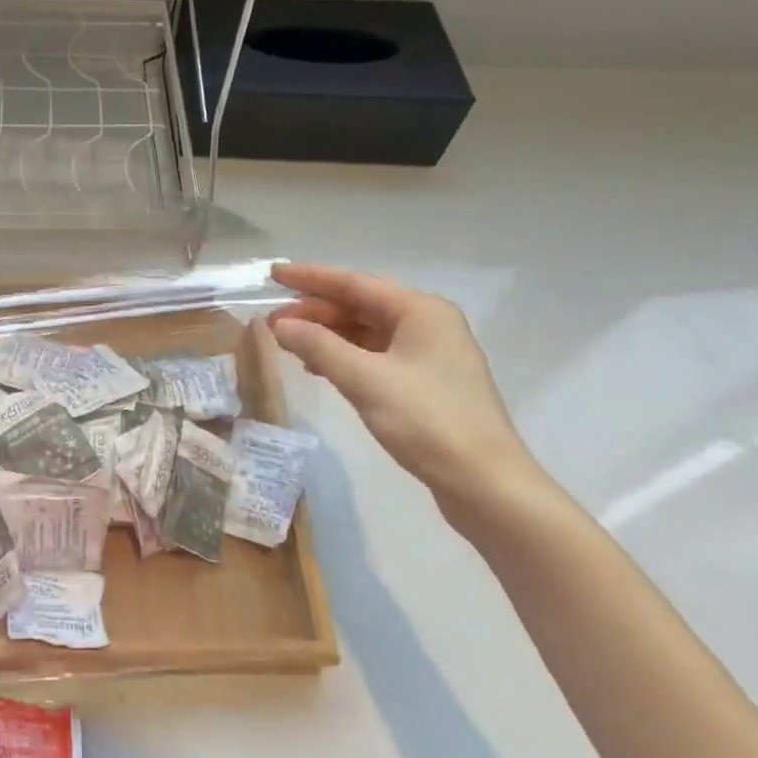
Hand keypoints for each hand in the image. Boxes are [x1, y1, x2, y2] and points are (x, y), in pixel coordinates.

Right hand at [269, 263, 547, 527]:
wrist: (485, 483)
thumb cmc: (427, 420)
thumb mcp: (364, 379)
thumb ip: (317, 346)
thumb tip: (279, 325)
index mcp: (421, 311)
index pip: (354, 283)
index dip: (310, 277)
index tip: (273, 274)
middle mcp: (428, 324)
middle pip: (360, 306)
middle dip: (315, 311)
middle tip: (272, 322)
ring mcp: (429, 355)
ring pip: (366, 332)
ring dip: (327, 335)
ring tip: (288, 344)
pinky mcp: (426, 384)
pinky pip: (375, 356)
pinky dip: (344, 357)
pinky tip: (319, 368)